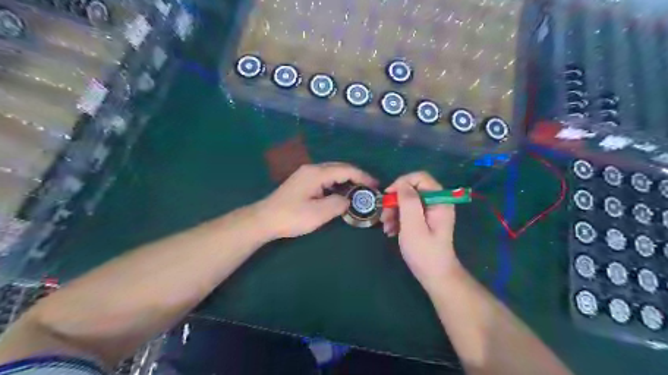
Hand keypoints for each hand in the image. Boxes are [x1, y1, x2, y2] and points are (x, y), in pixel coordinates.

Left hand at [257, 163, 376, 237]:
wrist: (264, 219)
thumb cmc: (292, 216)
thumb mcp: (319, 213)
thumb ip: (338, 204)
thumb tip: (347, 200)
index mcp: (317, 173)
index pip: (346, 170)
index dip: (363, 176)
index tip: (375, 186)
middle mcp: (312, 169)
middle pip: (340, 168)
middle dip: (356, 176)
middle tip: (369, 188)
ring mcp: (306, 174)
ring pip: (332, 172)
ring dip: (346, 180)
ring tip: (358, 192)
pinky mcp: (302, 182)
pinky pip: (325, 179)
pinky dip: (336, 184)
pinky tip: (340, 194)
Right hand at [380, 172, 459, 288]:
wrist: (434, 276)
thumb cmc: (424, 252)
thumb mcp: (413, 225)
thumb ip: (408, 201)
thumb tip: (402, 184)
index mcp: (439, 200)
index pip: (420, 177)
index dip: (401, 183)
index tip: (388, 196)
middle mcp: (436, 202)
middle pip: (411, 189)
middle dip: (395, 201)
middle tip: (384, 217)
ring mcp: (430, 211)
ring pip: (407, 201)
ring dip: (393, 212)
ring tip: (386, 228)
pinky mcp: (424, 220)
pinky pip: (408, 211)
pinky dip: (397, 219)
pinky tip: (391, 231)